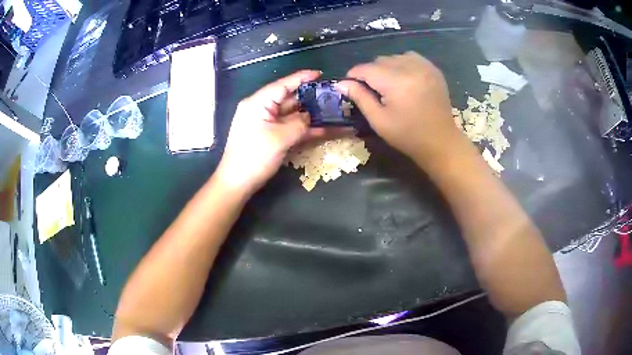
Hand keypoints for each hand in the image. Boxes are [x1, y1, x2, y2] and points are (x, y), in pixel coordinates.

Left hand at [216, 70, 320, 193]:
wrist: (237, 183)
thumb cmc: (254, 157)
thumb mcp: (280, 138)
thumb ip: (299, 124)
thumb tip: (309, 117)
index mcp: (258, 103)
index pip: (283, 85)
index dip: (302, 78)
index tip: (320, 73)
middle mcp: (261, 109)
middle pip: (289, 99)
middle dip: (310, 98)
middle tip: (332, 96)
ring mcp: (266, 123)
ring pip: (292, 114)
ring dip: (309, 115)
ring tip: (332, 111)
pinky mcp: (270, 136)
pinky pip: (289, 128)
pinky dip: (303, 129)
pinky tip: (323, 129)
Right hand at [336, 52, 463, 166]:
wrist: (441, 142)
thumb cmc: (407, 136)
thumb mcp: (379, 120)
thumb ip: (360, 98)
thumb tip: (341, 83)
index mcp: (396, 82)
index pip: (366, 69)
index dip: (354, 76)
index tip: (349, 86)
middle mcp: (411, 68)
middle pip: (380, 61)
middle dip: (371, 73)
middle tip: (372, 91)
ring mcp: (425, 67)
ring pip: (394, 57)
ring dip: (386, 68)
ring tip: (389, 85)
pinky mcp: (433, 69)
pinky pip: (410, 57)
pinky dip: (402, 64)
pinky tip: (403, 78)